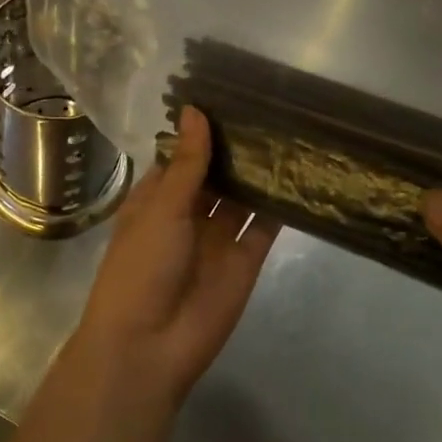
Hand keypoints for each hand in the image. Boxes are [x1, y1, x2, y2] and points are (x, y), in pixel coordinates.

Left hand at [70, 107, 280, 406]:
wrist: (150, 346)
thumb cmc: (142, 266)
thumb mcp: (161, 207)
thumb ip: (188, 162)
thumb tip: (195, 110)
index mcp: (156, 198)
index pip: (182, 156)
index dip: (202, 131)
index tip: (230, 96)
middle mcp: (188, 213)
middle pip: (215, 174)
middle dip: (236, 148)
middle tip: (270, 106)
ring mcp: (218, 237)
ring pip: (242, 197)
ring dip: (259, 171)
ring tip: (290, 130)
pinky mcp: (245, 260)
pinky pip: (264, 226)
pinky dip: (279, 204)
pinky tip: (300, 173)